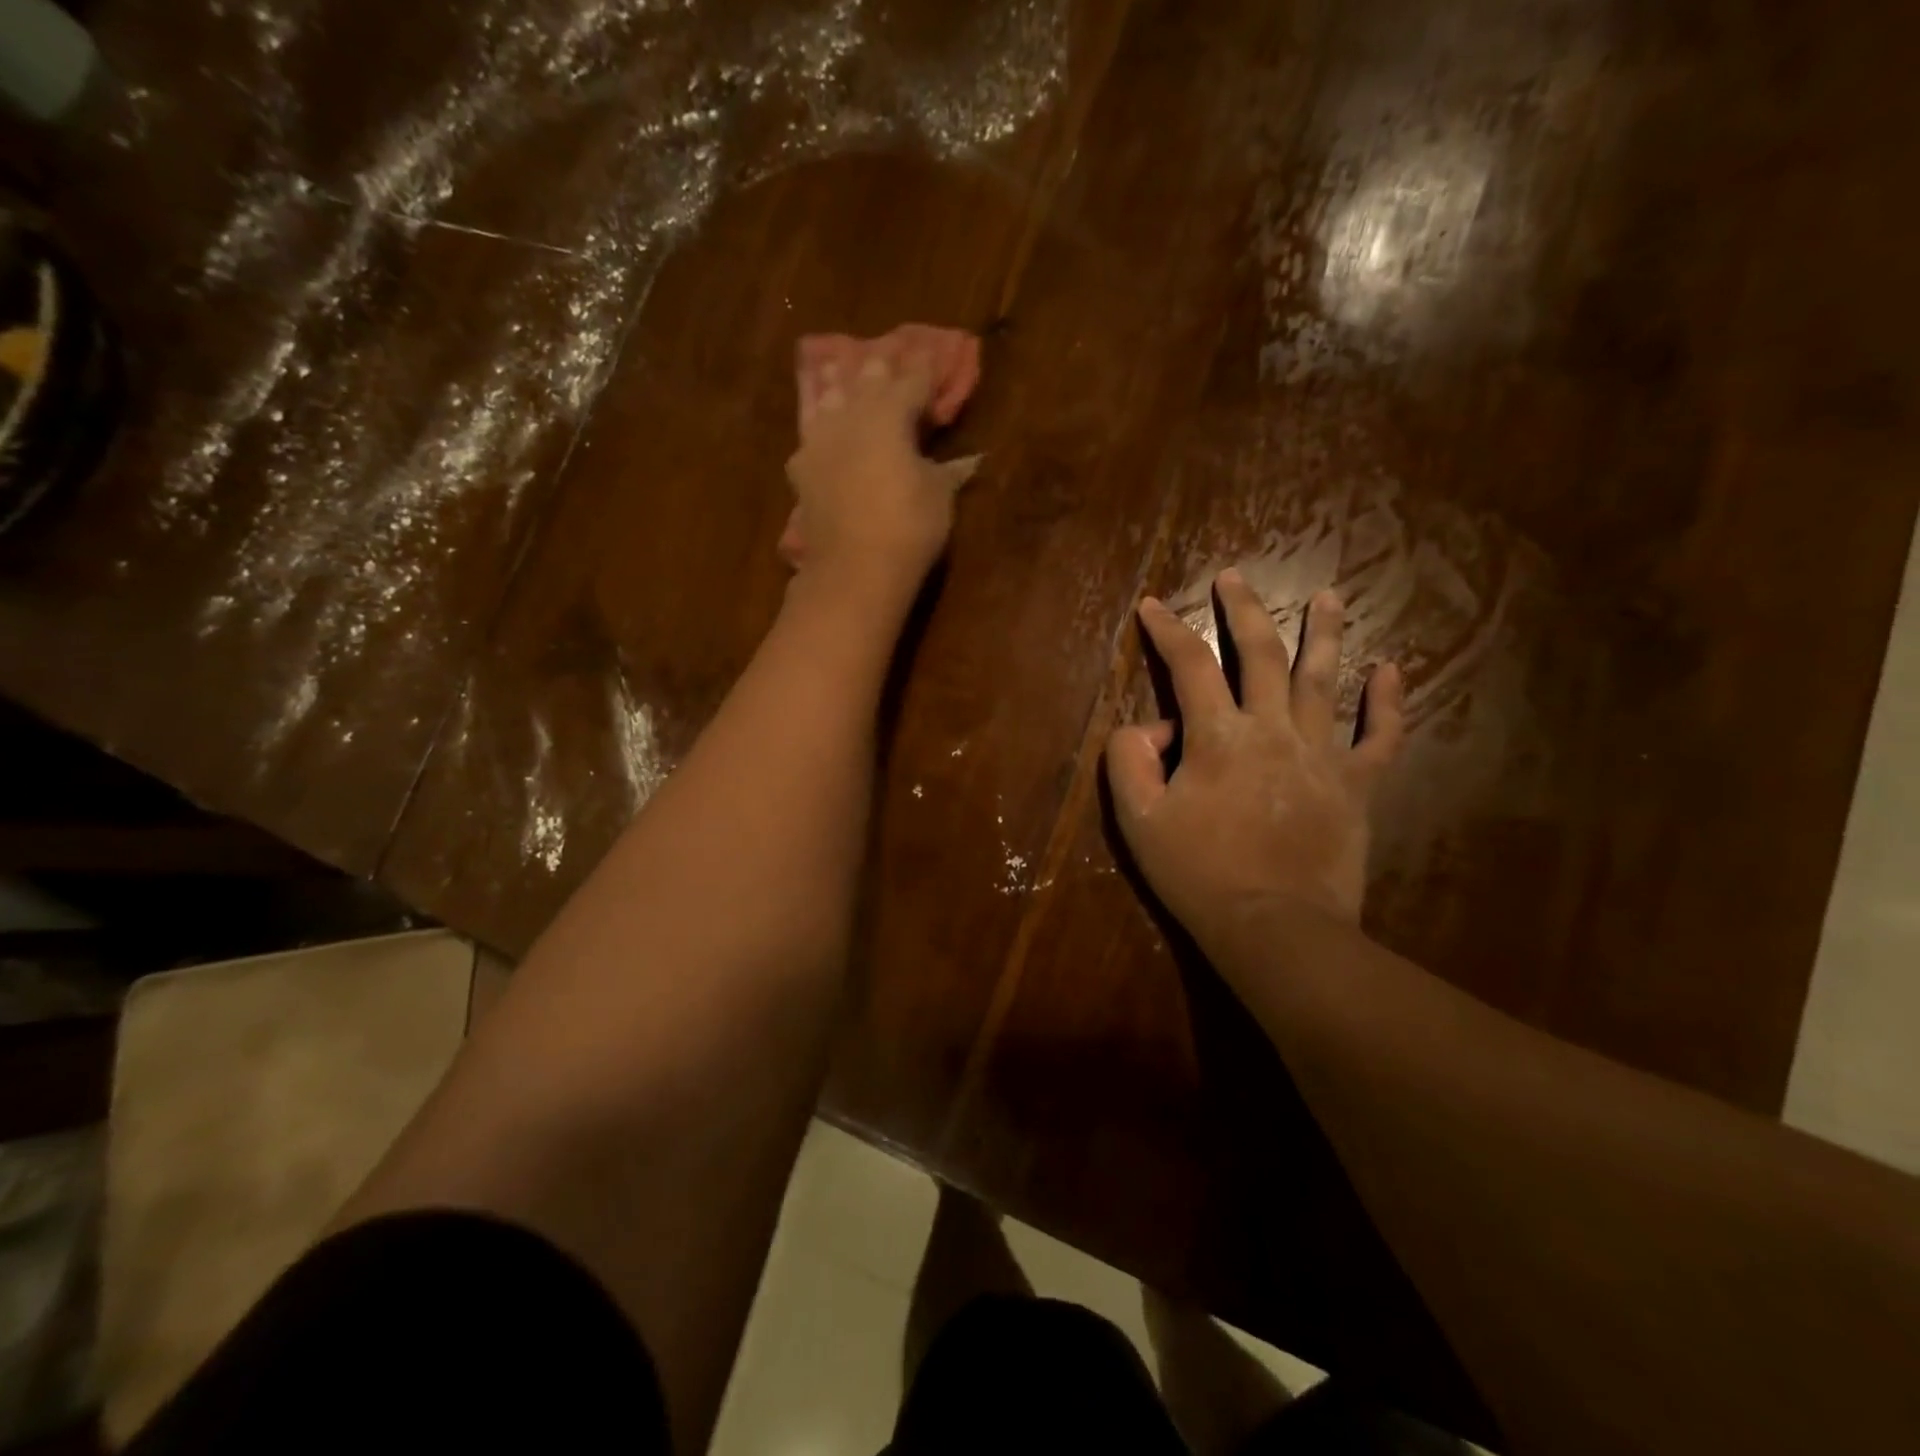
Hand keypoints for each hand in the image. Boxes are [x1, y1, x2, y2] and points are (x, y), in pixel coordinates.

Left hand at [781, 325, 982, 597]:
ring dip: (840, 380)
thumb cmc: (908, 528)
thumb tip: (971, 460)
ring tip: (841, 364)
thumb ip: (950, 471)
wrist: (853, 569)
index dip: (926, 368)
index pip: (913, 380)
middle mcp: (851, 413)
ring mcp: (820, 438)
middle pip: (868, 378)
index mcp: (891, 412)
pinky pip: (808, 429)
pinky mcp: (801, 467)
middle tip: (889, 352)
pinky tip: (817, 419)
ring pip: (829, 395)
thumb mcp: (939, 497)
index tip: (935, 353)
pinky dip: (816, 418)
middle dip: (882, 366)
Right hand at [1106, 570, 1404, 953]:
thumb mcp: (1138, 820)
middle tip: (1234, 576)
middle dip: (1243, 610)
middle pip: (1261, 654)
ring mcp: (1322, 754)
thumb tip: (1149, 727)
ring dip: (1324, 632)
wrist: (1276, 927)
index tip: (1152, 605)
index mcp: (1218, 738)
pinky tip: (1391, 669)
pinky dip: (1387, 701)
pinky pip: (1379, 736)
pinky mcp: (1356, 785)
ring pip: (1325, 679)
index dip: (1167, 631)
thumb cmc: (1199, 875)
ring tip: (1328, 596)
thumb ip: (1129, 759)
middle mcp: (1274, 730)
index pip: (1190, 667)